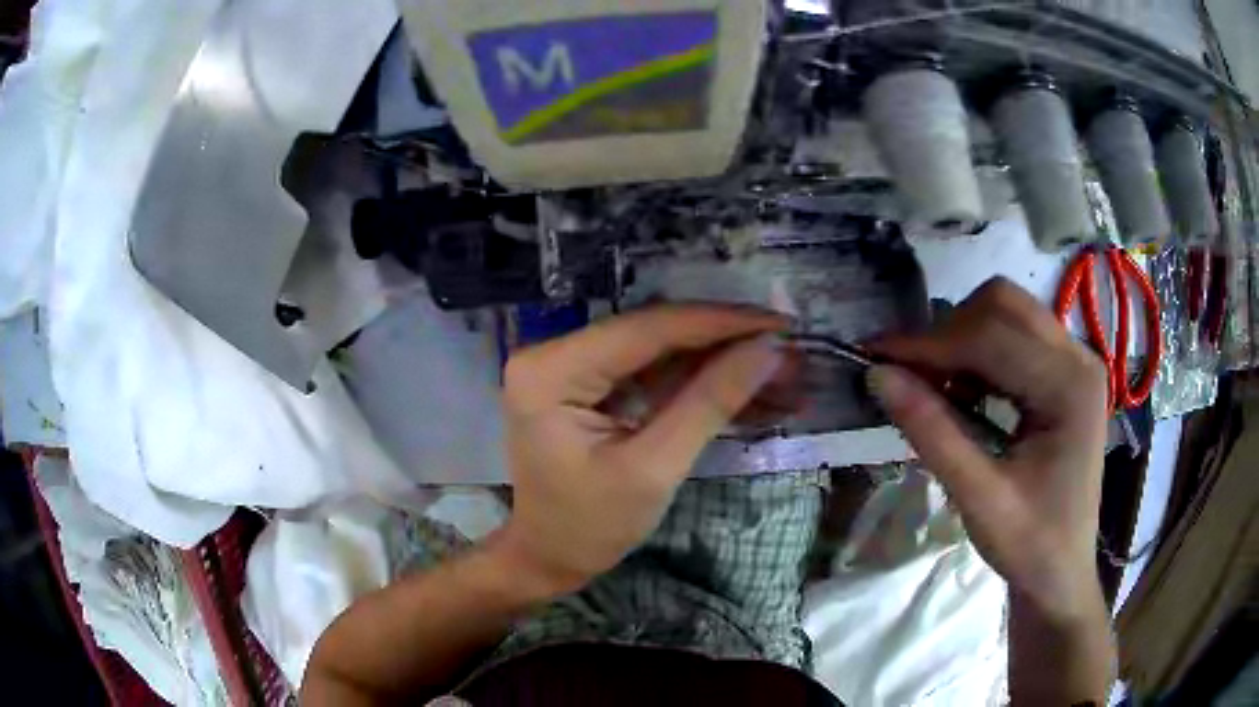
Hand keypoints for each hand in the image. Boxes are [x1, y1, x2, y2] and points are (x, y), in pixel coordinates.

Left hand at [495, 304, 788, 594]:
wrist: (547, 558)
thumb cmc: (588, 527)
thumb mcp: (653, 469)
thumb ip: (709, 402)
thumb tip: (767, 351)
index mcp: (553, 370)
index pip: (648, 330)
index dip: (719, 323)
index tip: (780, 323)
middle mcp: (556, 353)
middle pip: (656, 335)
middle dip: (727, 345)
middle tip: (790, 351)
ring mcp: (572, 367)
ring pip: (661, 353)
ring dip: (721, 365)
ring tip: (784, 376)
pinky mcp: (590, 386)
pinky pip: (652, 375)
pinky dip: (700, 384)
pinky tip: (750, 393)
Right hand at [867, 277, 1108, 622]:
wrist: (1061, 573)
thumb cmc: (1029, 545)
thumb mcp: (978, 498)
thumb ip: (932, 434)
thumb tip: (879, 375)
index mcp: (1070, 387)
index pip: (994, 336)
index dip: (931, 342)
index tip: (877, 356)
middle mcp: (1079, 358)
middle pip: (1004, 305)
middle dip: (950, 332)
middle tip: (911, 374)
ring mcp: (1075, 362)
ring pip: (1008, 313)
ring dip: (963, 339)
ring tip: (933, 385)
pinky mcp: (1065, 374)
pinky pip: (1015, 336)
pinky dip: (979, 353)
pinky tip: (963, 391)